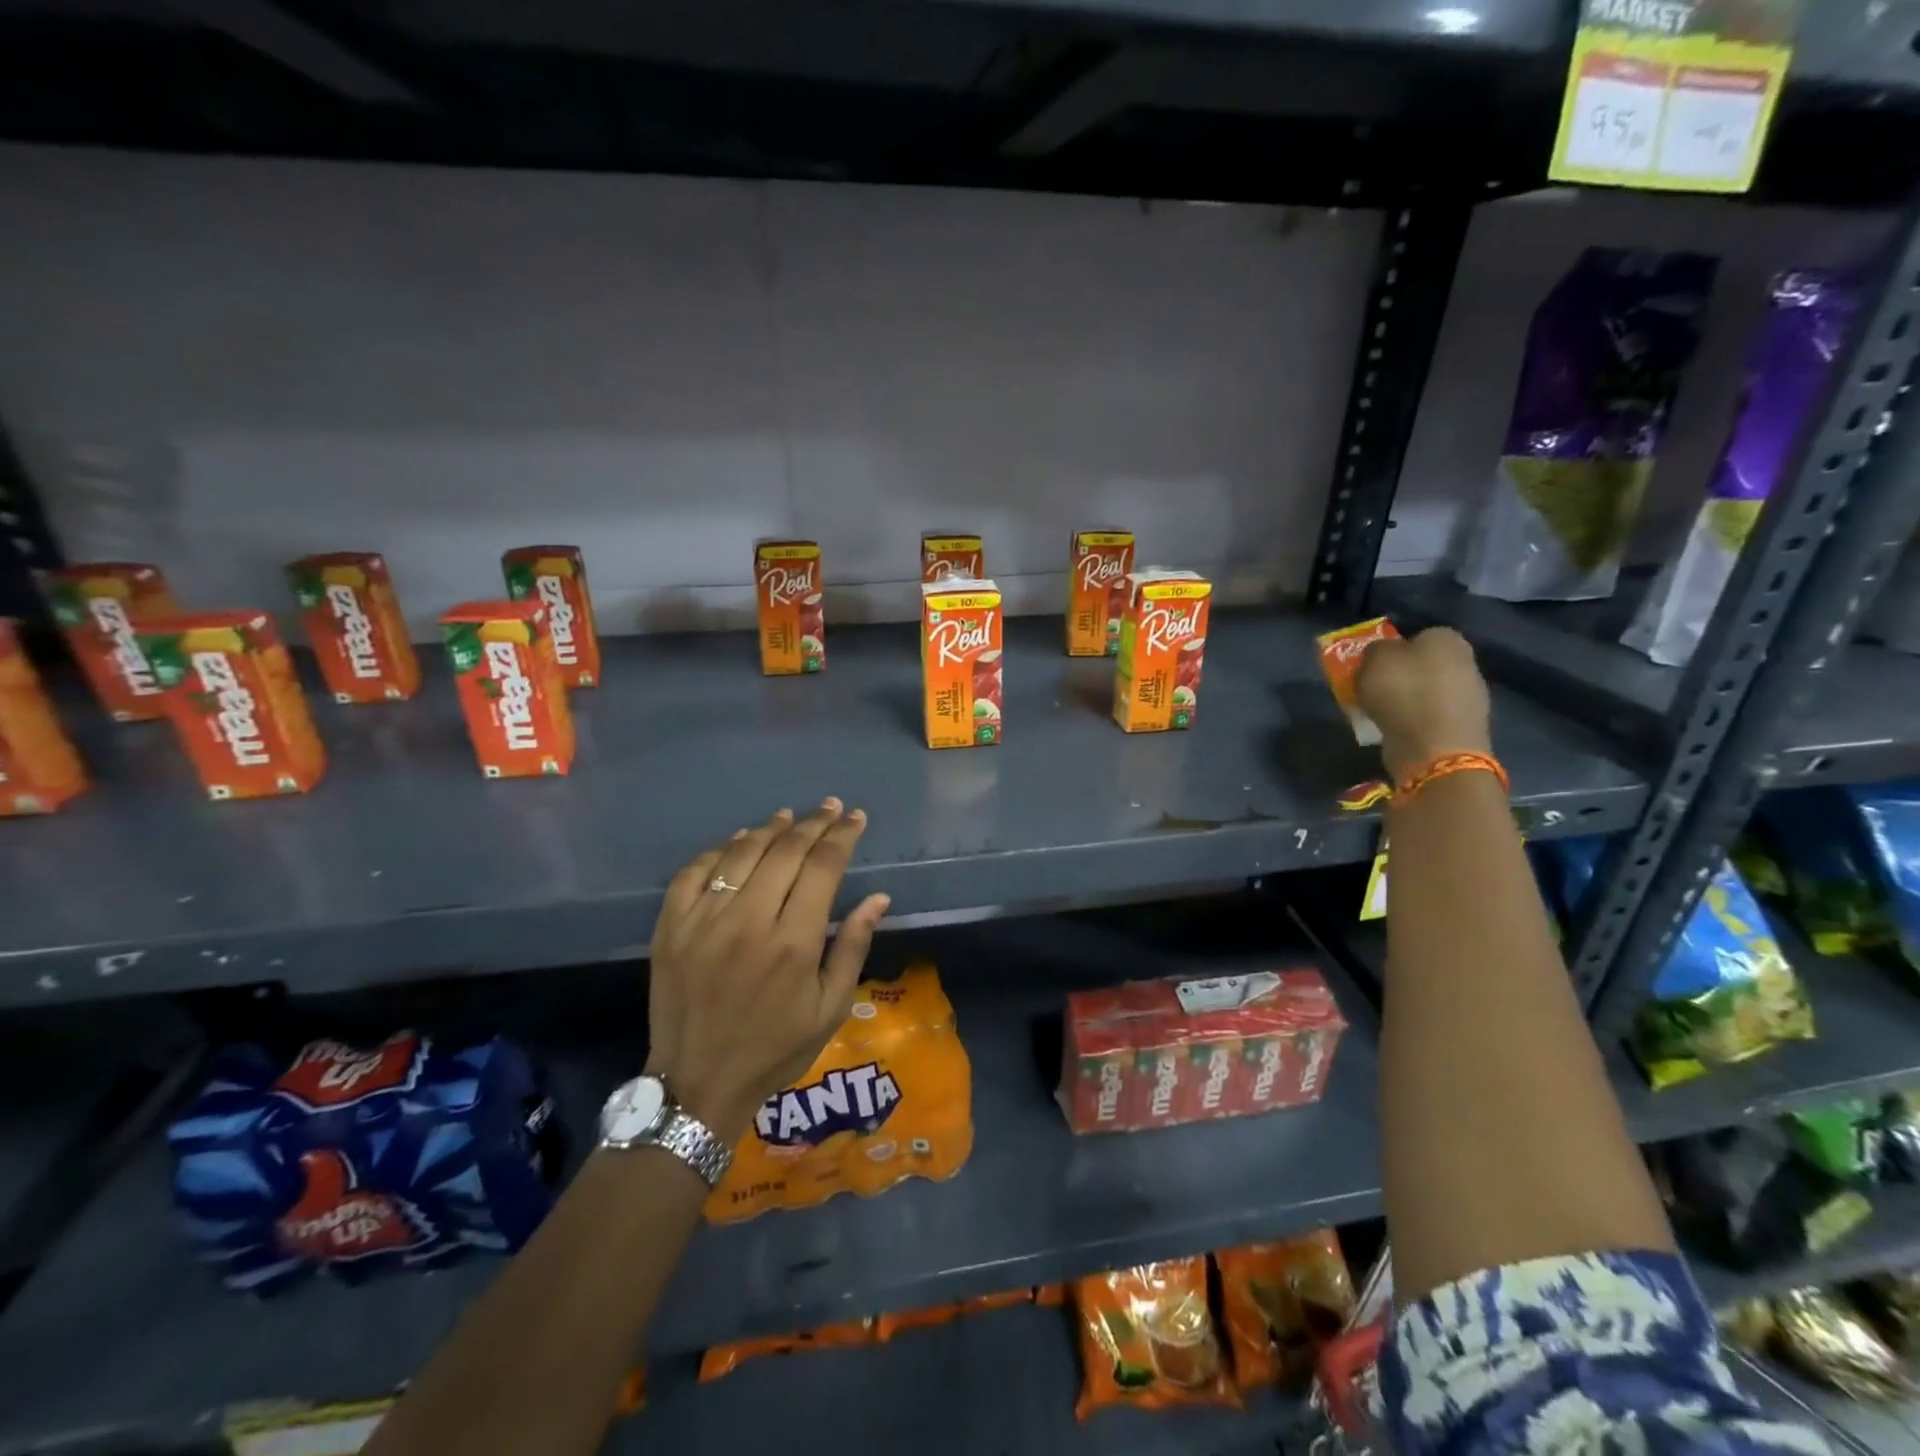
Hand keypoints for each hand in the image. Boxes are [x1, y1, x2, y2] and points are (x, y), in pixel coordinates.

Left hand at [645, 800, 889, 1141]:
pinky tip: (738, 843)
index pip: (823, 867)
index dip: (842, 836)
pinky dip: (719, 850)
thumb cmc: (775, 1049)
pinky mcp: (671, 928)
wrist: (697, 1083)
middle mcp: (749, 920)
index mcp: (793, 942)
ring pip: (741, 853)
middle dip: (814, 823)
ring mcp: (704, 921)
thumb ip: (854, 947)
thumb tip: (877, 897)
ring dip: (770, 829)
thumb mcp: (830, 1008)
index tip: (856, 819)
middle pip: (785, 850)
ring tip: (790, 817)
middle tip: (831, 808)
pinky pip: (694, 872)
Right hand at [1356, 626, 1493, 782]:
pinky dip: (1413, 721)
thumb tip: (1381, 654)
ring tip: (1379, 712)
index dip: (1392, 648)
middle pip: (1423, 664)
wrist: (1434, 747)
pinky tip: (1396, 730)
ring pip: (1427, 691)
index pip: (1417, 635)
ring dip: (1406, 700)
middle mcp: (1466, 662)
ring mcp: (1470, 697)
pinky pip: (1430, 716)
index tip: (1372, 665)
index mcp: (1447, 639)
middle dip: (1401, 675)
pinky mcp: (1465, 726)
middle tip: (1373, 688)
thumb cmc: (1403, 692)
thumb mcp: (1374, 659)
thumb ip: (1375, 650)